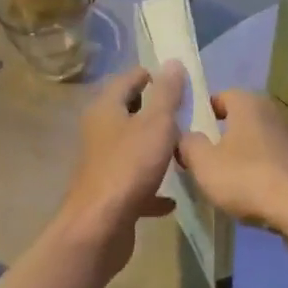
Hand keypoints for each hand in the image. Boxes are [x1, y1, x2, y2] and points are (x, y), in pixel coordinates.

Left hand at [56, 63, 185, 277]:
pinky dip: (153, 187)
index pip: (129, 79)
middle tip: (187, 113)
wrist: (101, 225)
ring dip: (155, 148)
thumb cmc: (130, 167)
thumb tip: (173, 63)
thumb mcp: (156, 124)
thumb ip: (167, 94)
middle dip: (156, 112)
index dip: (153, 76)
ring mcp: (103, 164)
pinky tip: (171, 198)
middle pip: (129, 113)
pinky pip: (136, 184)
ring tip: (184, 149)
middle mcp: (100, 132)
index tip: (180, 81)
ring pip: (133, 148)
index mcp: (106, 109)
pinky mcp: (110, 193)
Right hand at [177, 88, 287, 234]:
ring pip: (263, 143)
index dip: (205, 112)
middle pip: (244, 120)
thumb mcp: (204, 164)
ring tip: (232, 182)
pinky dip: (268, 174)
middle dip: (226, 137)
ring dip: (248, 157)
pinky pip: (280, 164)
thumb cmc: (248, 178)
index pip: (222, 96)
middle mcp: (276, 112)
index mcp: (249, 104)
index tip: (193, 133)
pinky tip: (258, 196)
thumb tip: (186, 137)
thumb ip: (189, 145)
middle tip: (208, 160)